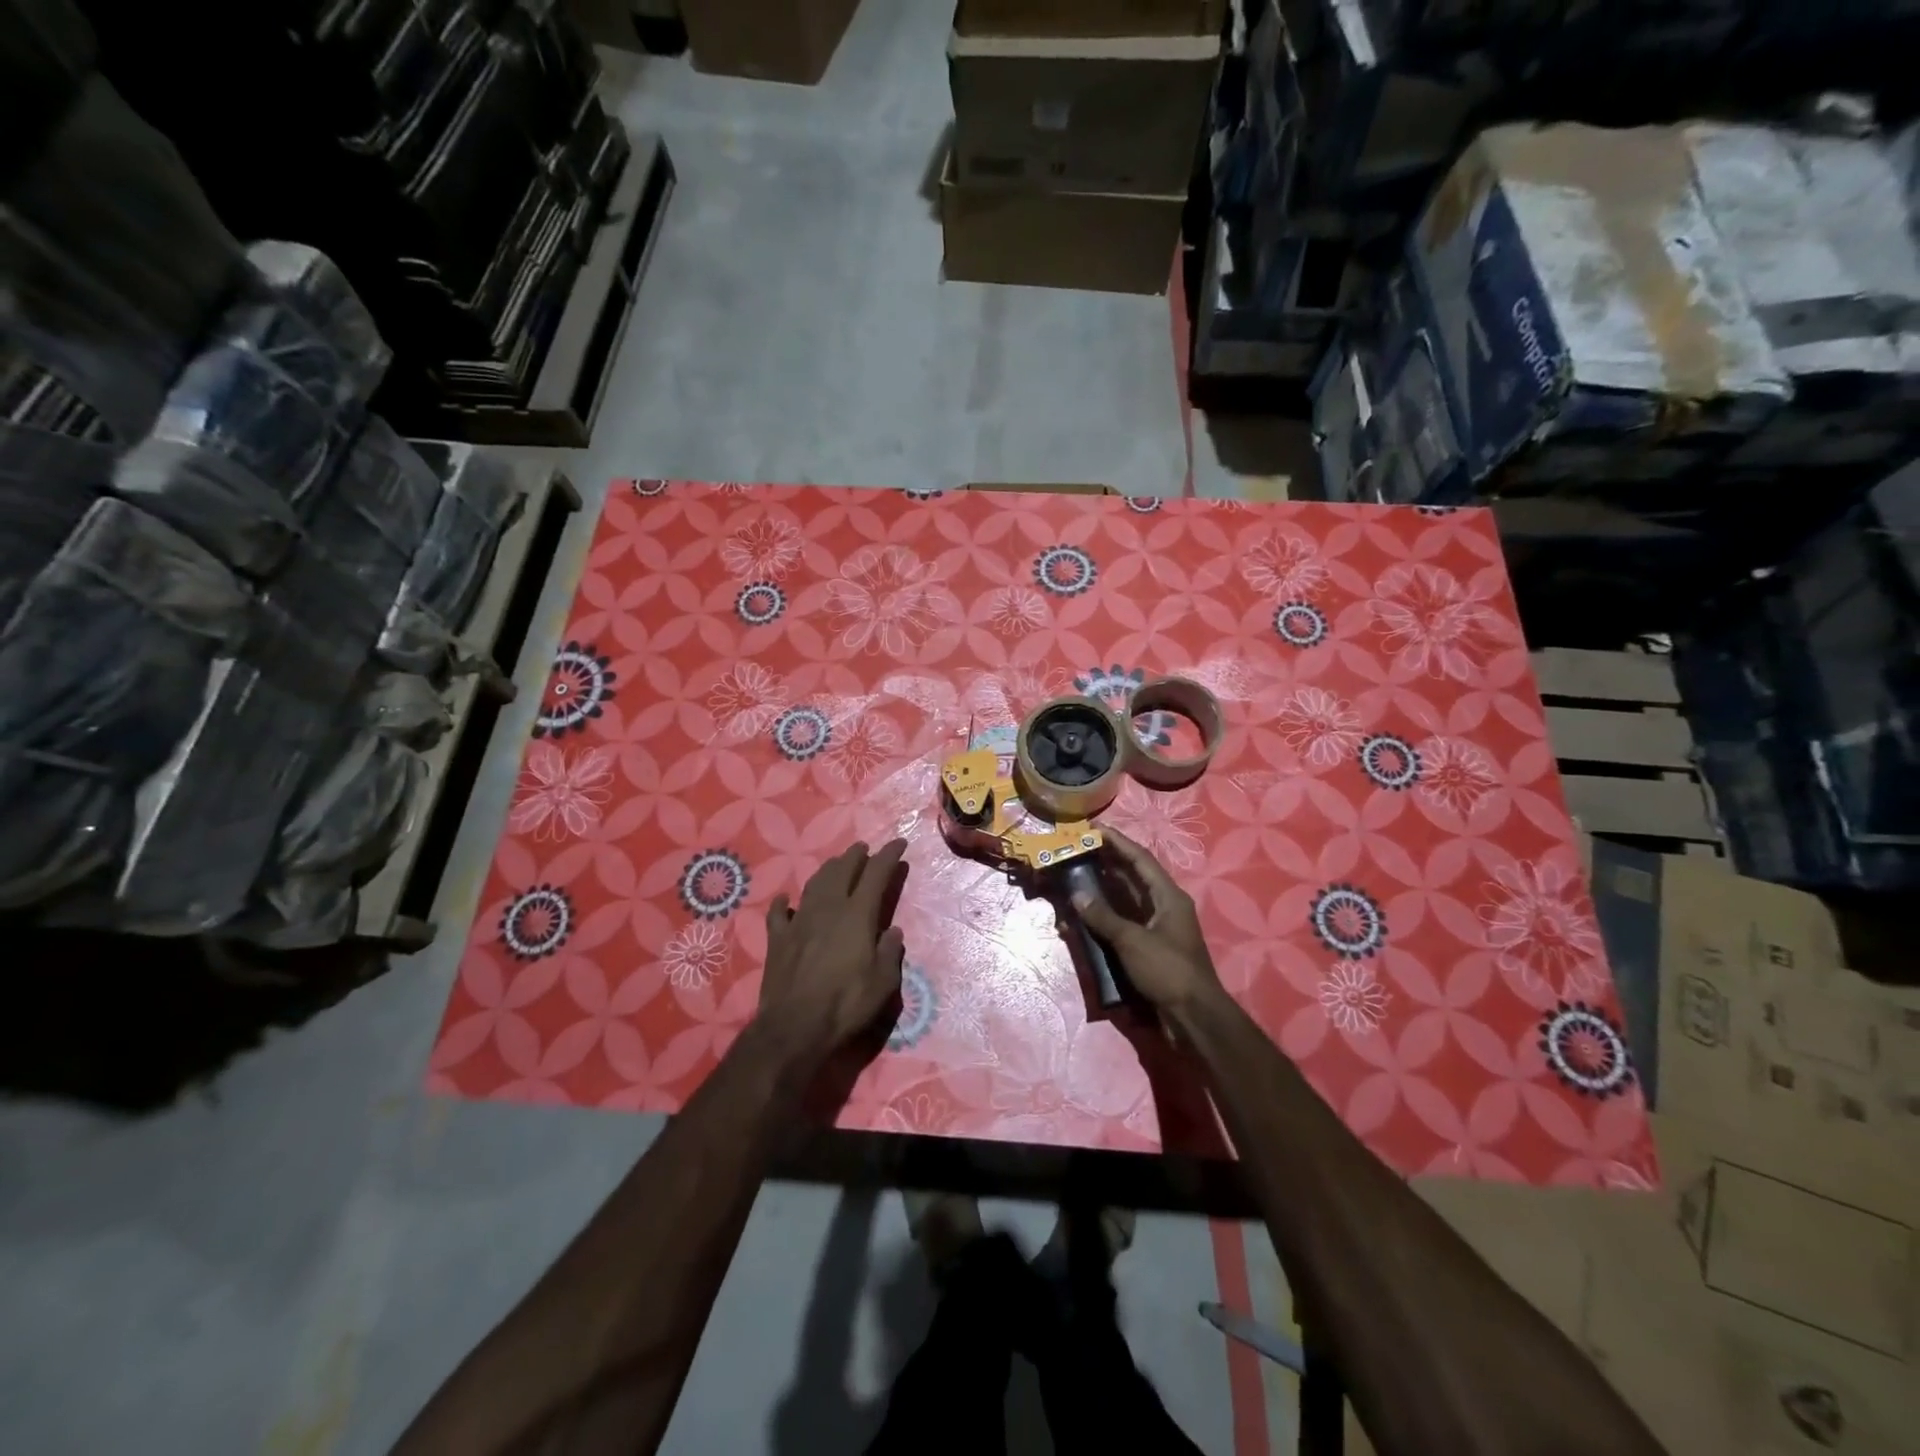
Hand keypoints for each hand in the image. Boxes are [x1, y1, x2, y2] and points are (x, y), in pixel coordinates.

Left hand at [755, 839, 908, 1063]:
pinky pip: (778, 913)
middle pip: (842, 871)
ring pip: (814, 884)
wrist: (794, 1027)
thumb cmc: (846, 1004)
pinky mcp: (777, 939)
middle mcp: (828, 909)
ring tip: (836, 864)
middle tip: (864, 848)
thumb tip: (892, 932)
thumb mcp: (883, 983)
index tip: (899, 843)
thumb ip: (889, 952)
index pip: (877, 874)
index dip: (889, 856)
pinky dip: (783, 903)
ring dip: (827, 870)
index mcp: (857, 915)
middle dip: (856, 856)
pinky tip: (785, 899)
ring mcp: (799, 922)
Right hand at [1072, 827, 1223, 1014]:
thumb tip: (1077, 895)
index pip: (1140, 858)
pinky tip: (1081, 921)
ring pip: (1123, 901)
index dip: (1117, 842)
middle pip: (1131, 877)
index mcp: (1168, 896)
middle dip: (1104, 864)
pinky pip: (1121, 925)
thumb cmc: (1168, 971)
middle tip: (1076, 853)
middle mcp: (1163, 906)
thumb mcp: (1132, 941)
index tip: (1093, 829)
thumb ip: (1104, 917)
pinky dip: (1102, 920)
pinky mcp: (1147, 948)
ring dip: (1100, 893)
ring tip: (1073, 882)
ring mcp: (1155, 928)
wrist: (1193, 1017)